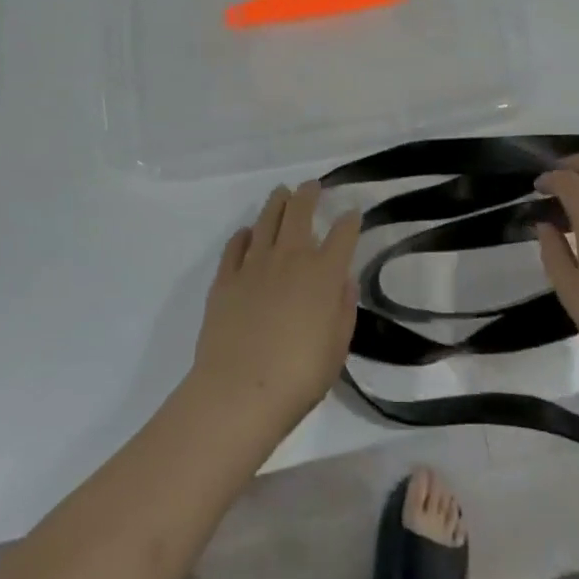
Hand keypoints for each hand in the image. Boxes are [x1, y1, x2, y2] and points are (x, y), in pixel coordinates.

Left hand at [187, 181, 360, 439]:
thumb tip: (344, 280)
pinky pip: (236, 245)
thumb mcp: (337, 348)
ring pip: (267, 219)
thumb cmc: (298, 377)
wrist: (238, 392)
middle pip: (300, 211)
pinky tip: (248, 233)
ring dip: (277, 202)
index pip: (342, 234)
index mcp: (323, 273)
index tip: (352, 213)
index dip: (349, 220)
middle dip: (309, 194)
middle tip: (312, 186)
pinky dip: (244, 234)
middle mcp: (290, 258)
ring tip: (282, 193)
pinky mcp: (226, 278)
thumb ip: (343, 309)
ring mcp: (255, 264)